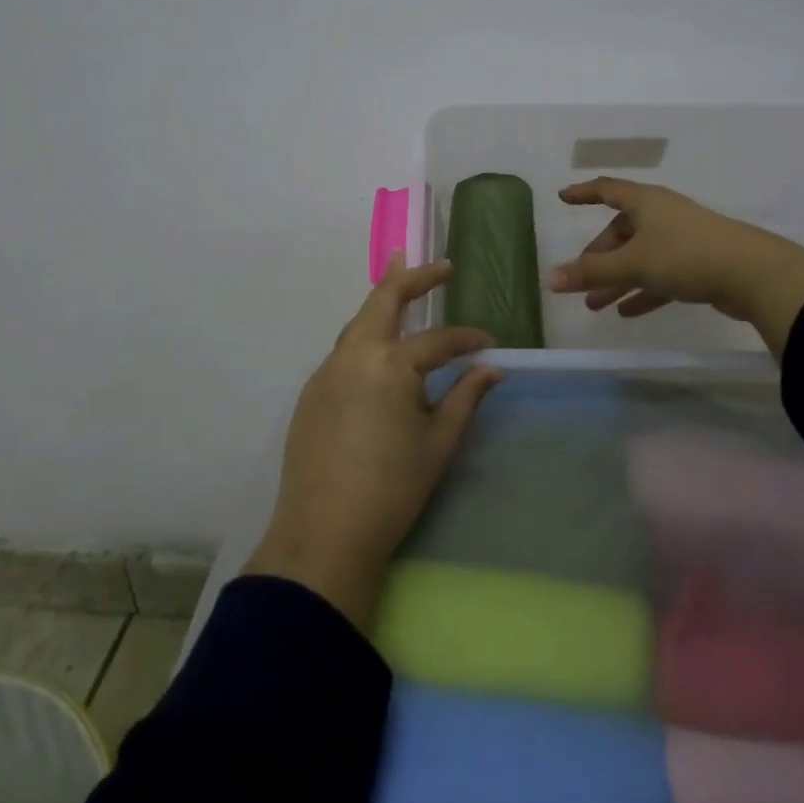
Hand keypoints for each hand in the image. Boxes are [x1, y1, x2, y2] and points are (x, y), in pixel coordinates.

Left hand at [243, 255, 502, 629]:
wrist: (323, 535)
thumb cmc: (392, 489)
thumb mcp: (439, 443)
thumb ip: (465, 397)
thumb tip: (492, 368)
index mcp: (390, 363)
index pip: (439, 340)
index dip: (468, 339)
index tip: (490, 343)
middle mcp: (354, 354)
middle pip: (385, 298)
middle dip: (414, 277)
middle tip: (441, 267)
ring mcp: (327, 370)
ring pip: (359, 321)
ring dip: (384, 301)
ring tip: (405, 286)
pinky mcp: (312, 391)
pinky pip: (345, 349)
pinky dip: (367, 336)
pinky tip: (380, 349)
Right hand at [546, 178, 803, 355]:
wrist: (753, 274)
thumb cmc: (685, 255)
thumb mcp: (633, 264)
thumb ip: (592, 272)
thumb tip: (551, 279)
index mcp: (645, 202)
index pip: (607, 189)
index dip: (583, 193)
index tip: (563, 197)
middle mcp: (662, 215)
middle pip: (621, 231)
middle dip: (599, 256)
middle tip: (580, 279)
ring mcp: (682, 239)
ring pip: (640, 257)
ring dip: (617, 279)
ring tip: (595, 305)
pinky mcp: (698, 264)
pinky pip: (660, 275)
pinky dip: (643, 291)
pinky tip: (627, 313)